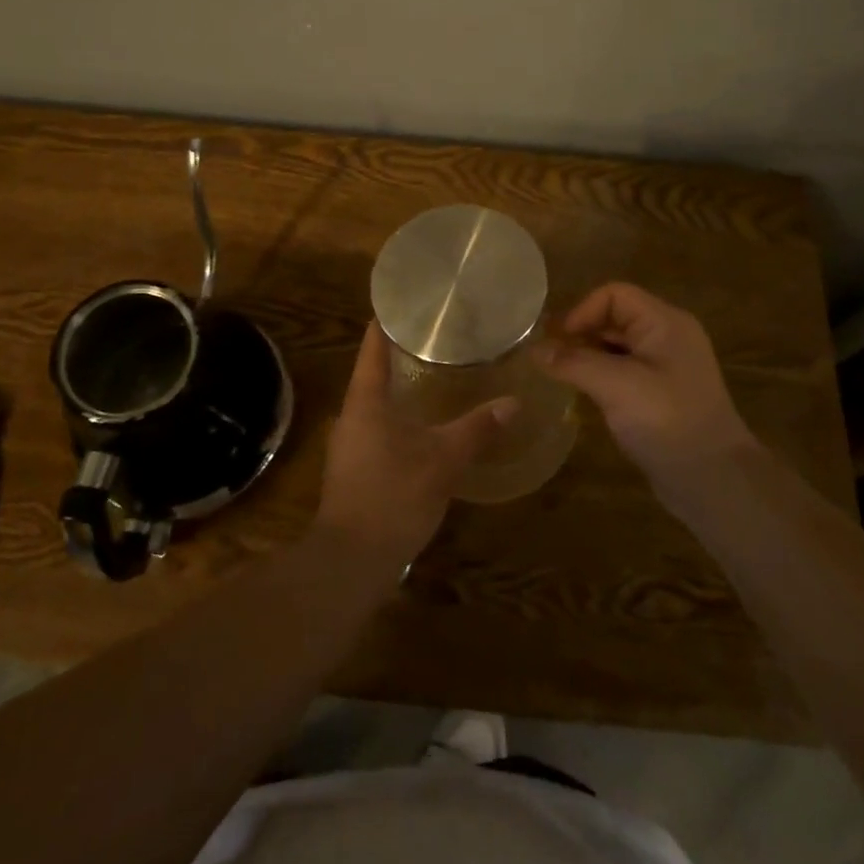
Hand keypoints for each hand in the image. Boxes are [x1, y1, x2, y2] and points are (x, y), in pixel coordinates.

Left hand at [314, 322, 516, 567]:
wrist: (351, 561)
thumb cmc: (393, 497)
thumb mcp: (443, 461)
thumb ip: (477, 429)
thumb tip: (514, 402)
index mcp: (364, 401)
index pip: (373, 347)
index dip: (388, 322)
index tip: (409, 302)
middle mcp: (351, 415)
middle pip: (374, 372)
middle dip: (403, 354)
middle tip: (439, 336)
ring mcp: (349, 443)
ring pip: (377, 402)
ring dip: (402, 387)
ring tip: (437, 373)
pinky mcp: (354, 468)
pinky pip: (378, 427)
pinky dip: (400, 415)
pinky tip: (425, 423)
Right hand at [534, 283, 758, 505]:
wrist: (714, 481)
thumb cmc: (667, 421)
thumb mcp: (616, 386)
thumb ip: (573, 363)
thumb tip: (534, 351)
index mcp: (665, 323)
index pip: (614, 295)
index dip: (582, 311)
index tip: (557, 341)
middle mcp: (668, 337)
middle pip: (614, 318)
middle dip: (580, 333)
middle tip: (548, 358)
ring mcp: (666, 367)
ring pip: (616, 346)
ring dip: (587, 356)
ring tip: (559, 376)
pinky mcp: (660, 394)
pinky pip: (623, 371)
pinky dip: (600, 376)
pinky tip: (582, 395)